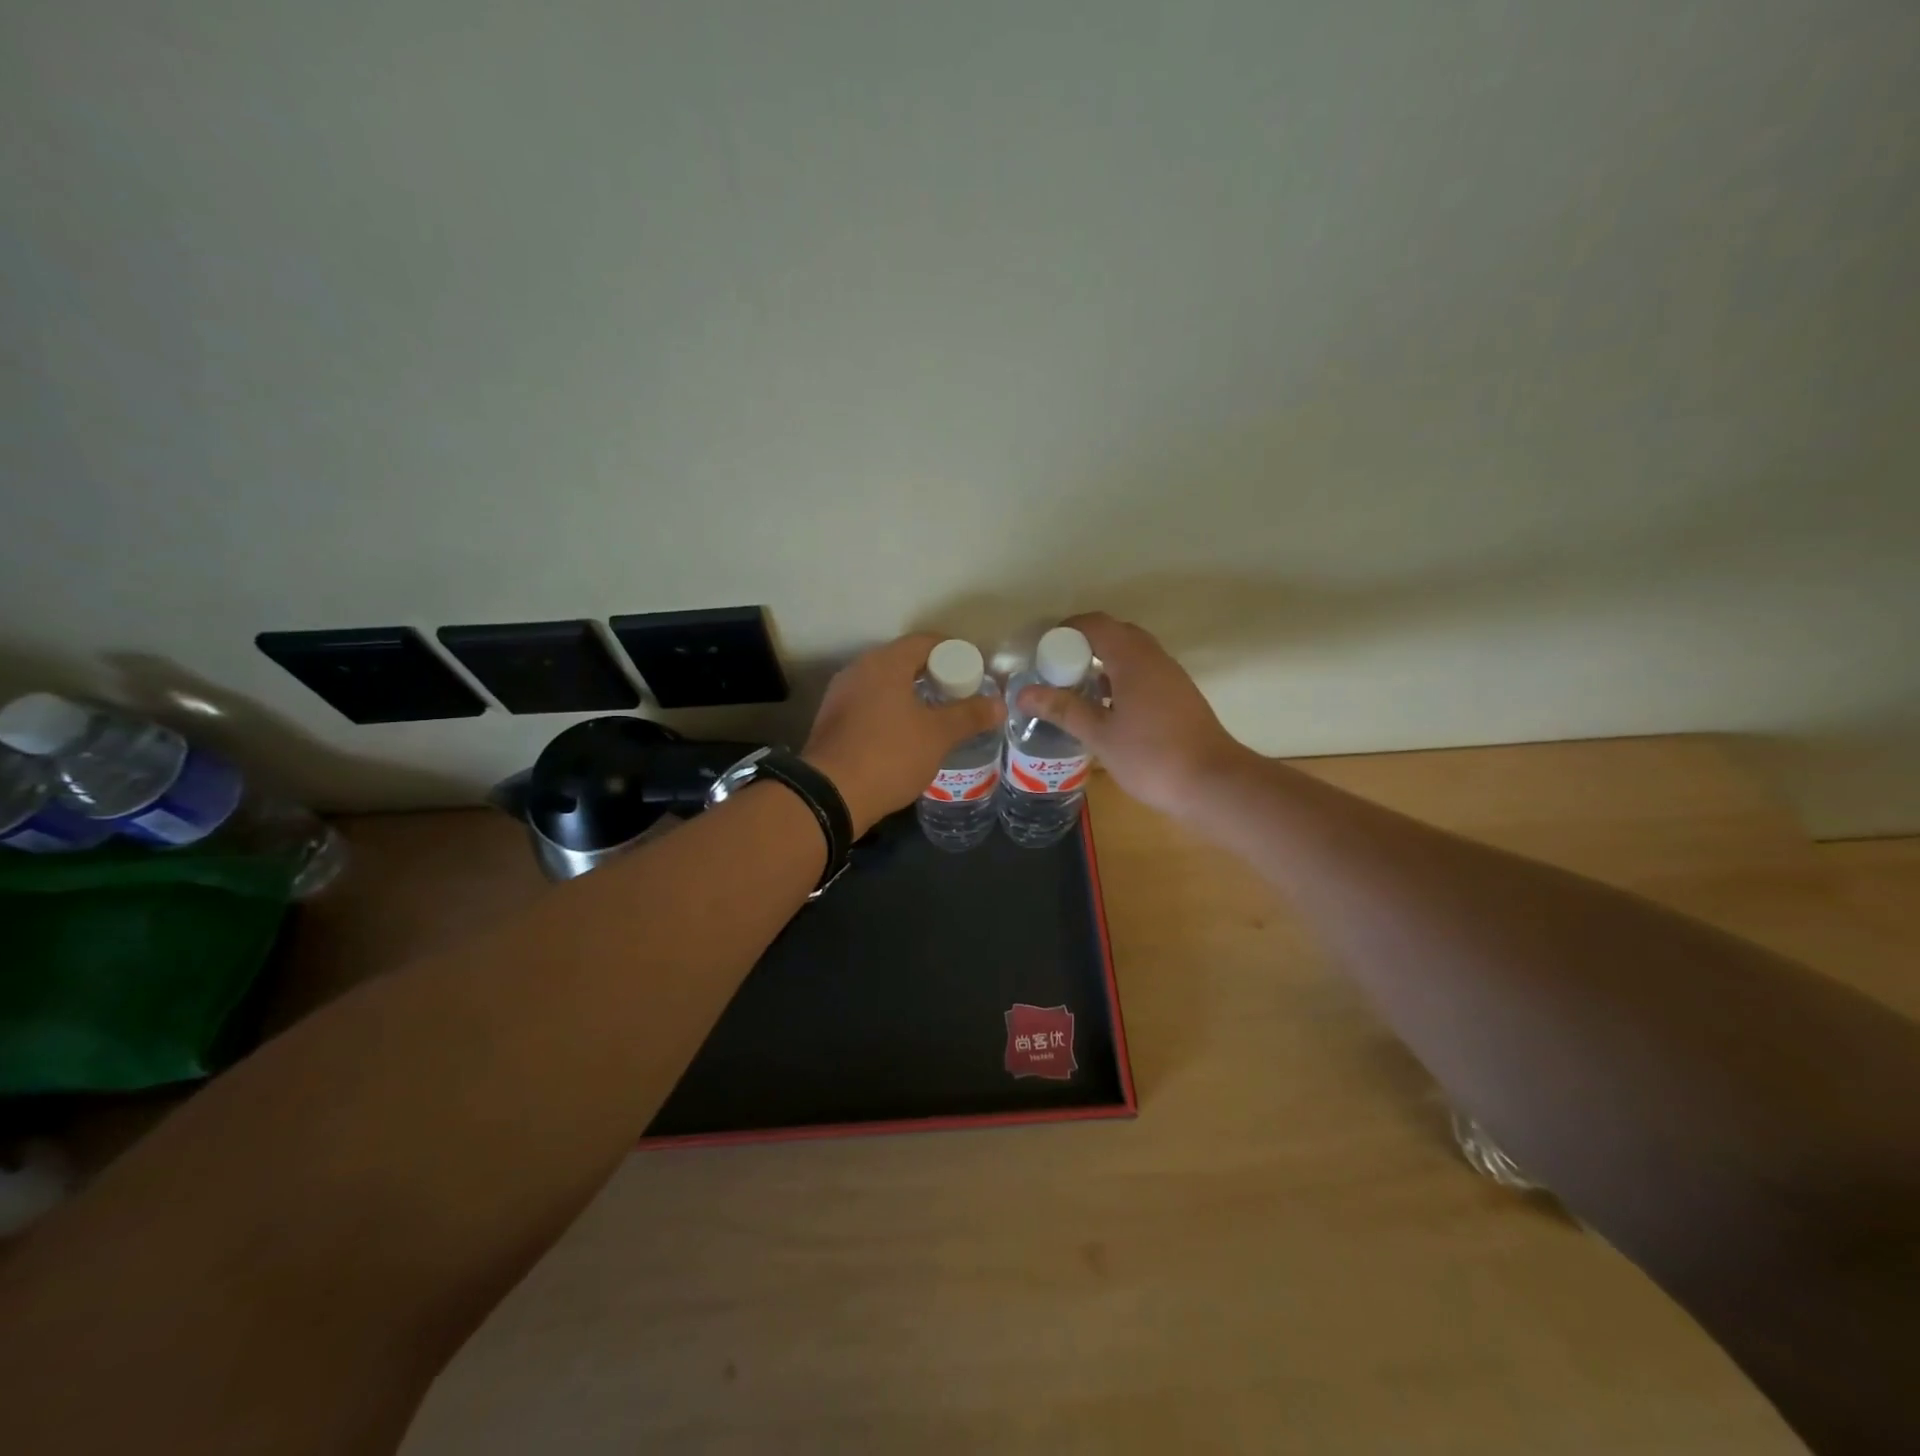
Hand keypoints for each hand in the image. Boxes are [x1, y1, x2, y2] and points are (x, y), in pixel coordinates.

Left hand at [803, 633, 1004, 835]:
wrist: (830, 795)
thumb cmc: (889, 755)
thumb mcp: (938, 736)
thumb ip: (970, 716)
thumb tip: (999, 704)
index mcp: (885, 663)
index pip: (926, 642)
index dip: (955, 653)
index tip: (975, 673)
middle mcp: (859, 669)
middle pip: (904, 661)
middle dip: (934, 675)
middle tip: (960, 696)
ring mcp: (841, 695)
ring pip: (885, 684)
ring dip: (911, 695)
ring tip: (937, 717)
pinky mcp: (832, 720)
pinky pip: (869, 705)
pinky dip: (891, 711)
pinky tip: (906, 735)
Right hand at [1016, 612, 1252, 818]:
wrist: (1214, 784)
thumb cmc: (1152, 757)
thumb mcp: (1100, 735)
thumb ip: (1063, 709)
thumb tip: (1024, 693)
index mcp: (1134, 659)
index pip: (1096, 625)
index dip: (1067, 630)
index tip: (1043, 651)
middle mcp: (1155, 659)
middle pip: (1116, 635)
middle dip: (1084, 646)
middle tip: (1057, 671)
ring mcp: (1172, 677)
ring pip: (1132, 655)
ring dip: (1103, 663)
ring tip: (1076, 690)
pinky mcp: (1180, 696)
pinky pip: (1144, 673)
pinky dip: (1121, 679)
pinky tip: (1106, 709)